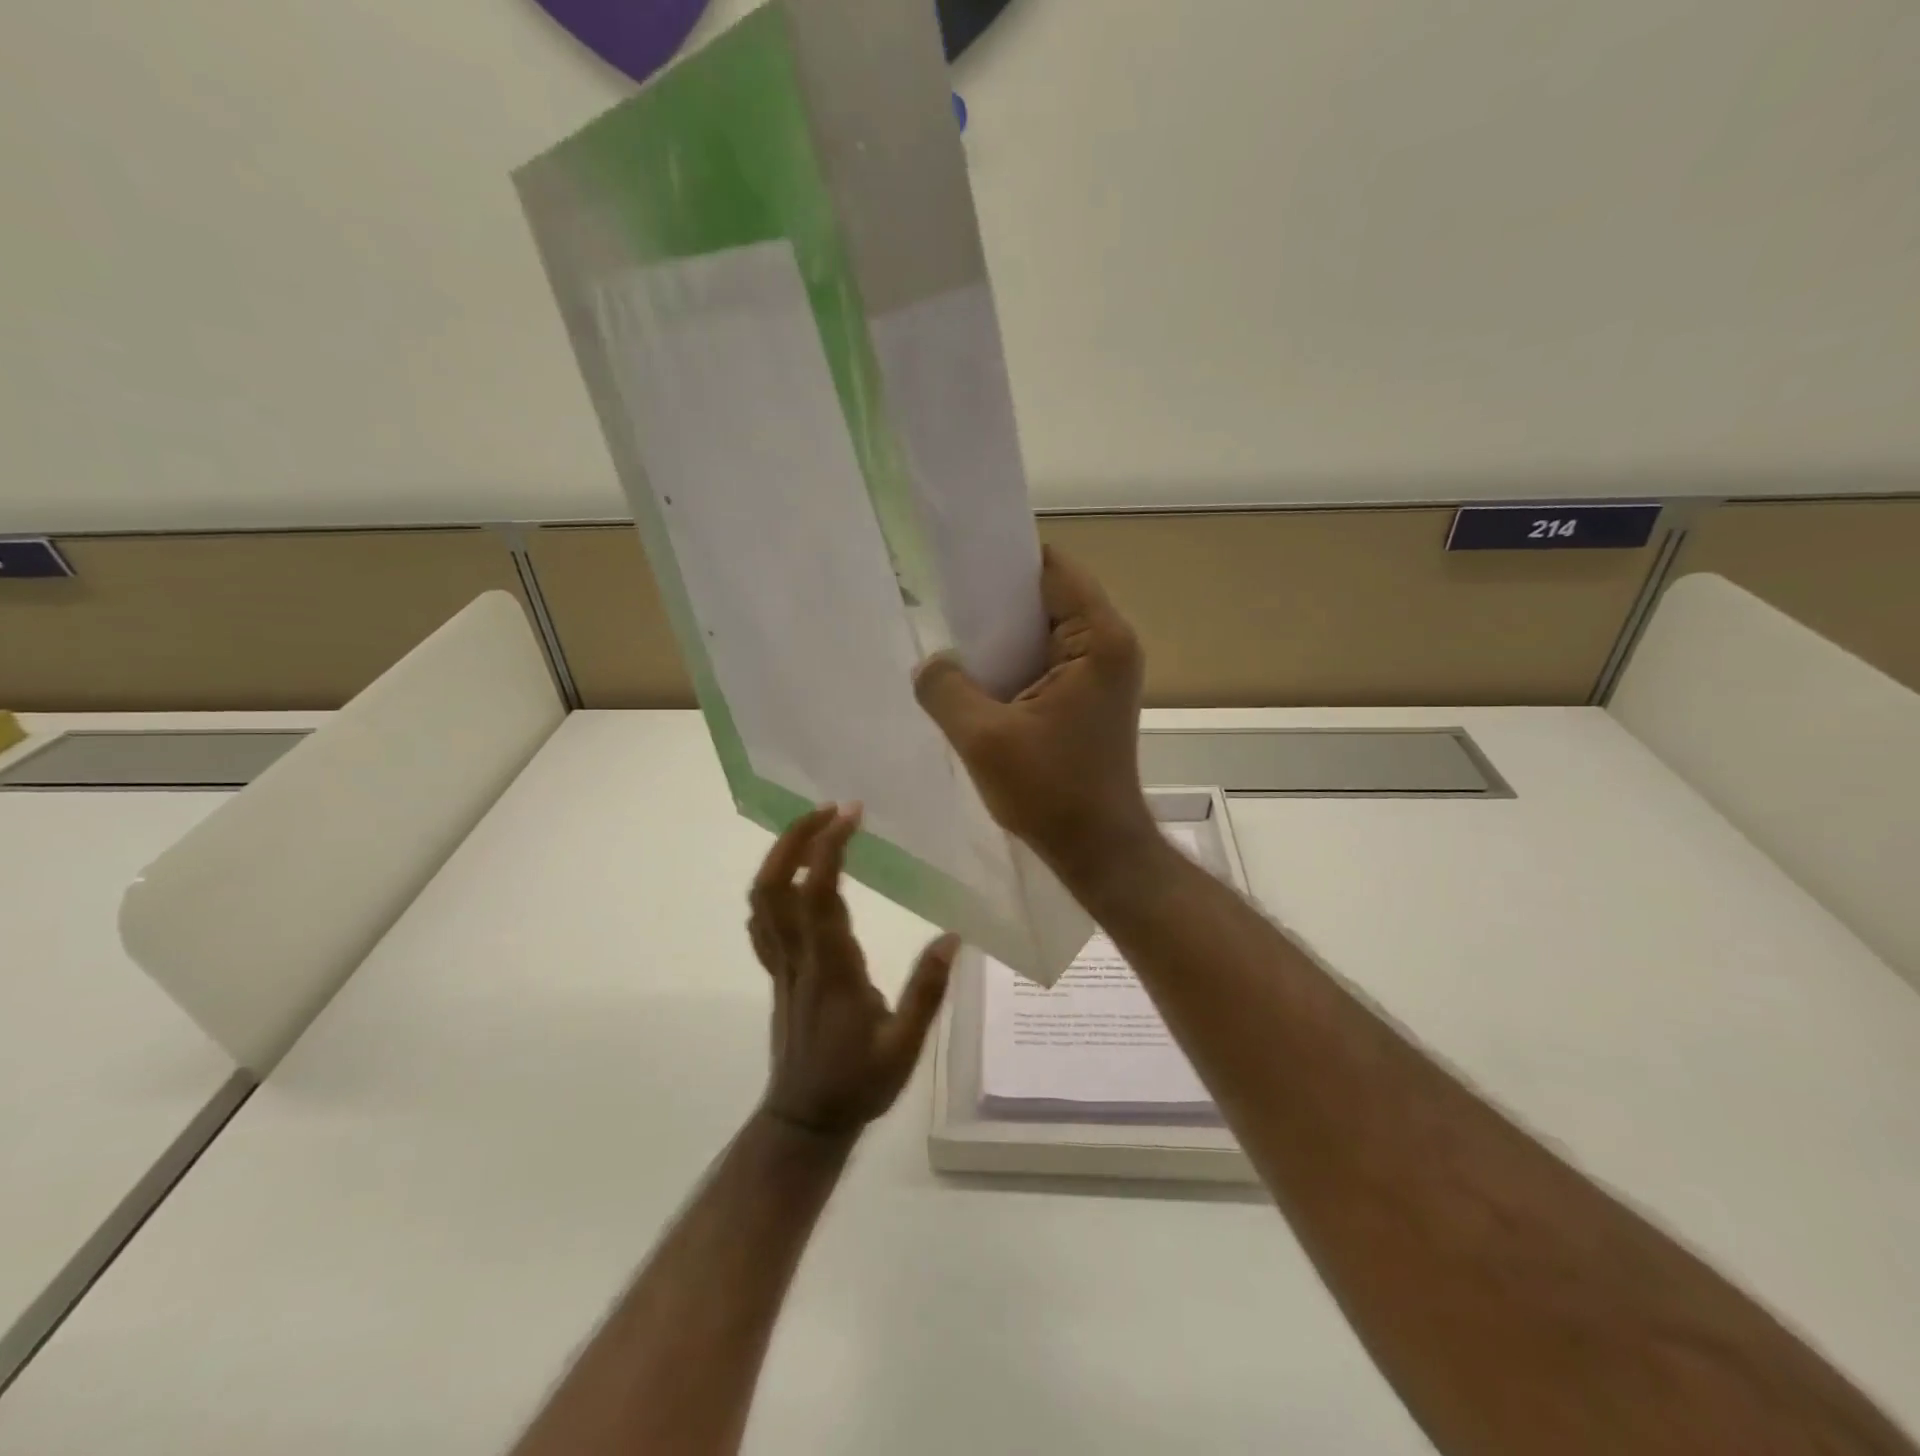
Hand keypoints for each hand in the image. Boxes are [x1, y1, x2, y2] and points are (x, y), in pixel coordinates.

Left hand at [747, 804, 958, 1139]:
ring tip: (814, 828)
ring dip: (780, 855)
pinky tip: (795, 875)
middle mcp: (798, 957)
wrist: (805, 1122)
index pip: (818, 894)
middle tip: (829, 808)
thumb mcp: (904, 1046)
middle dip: (795, 838)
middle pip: (775, 885)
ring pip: (762, 899)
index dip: (827, 848)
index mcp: (831, 968)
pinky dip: (772, 885)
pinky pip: (762, 920)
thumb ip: (926, 991)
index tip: (850, 813)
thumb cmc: (857, 1084)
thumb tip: (953, 936)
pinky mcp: (777, 971)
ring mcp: (781, 963)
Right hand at [913, 547, 1158, 889]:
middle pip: (1047, 596)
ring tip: (951, 639)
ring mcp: (1103, 672)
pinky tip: (976, 677)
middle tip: (940, 602)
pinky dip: (1014, 663)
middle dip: (996, 601)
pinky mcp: (1090, 697)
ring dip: (1002, 637)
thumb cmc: (1051, 792)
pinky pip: (1046, 661)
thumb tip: (930, 663)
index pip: (1051, 568)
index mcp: (1098, 639)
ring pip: (1044, 631)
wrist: (1097, 850)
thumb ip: (945, 688)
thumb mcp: (983, 738)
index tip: (955, 563)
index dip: (1003, 562)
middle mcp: (1110, 644)